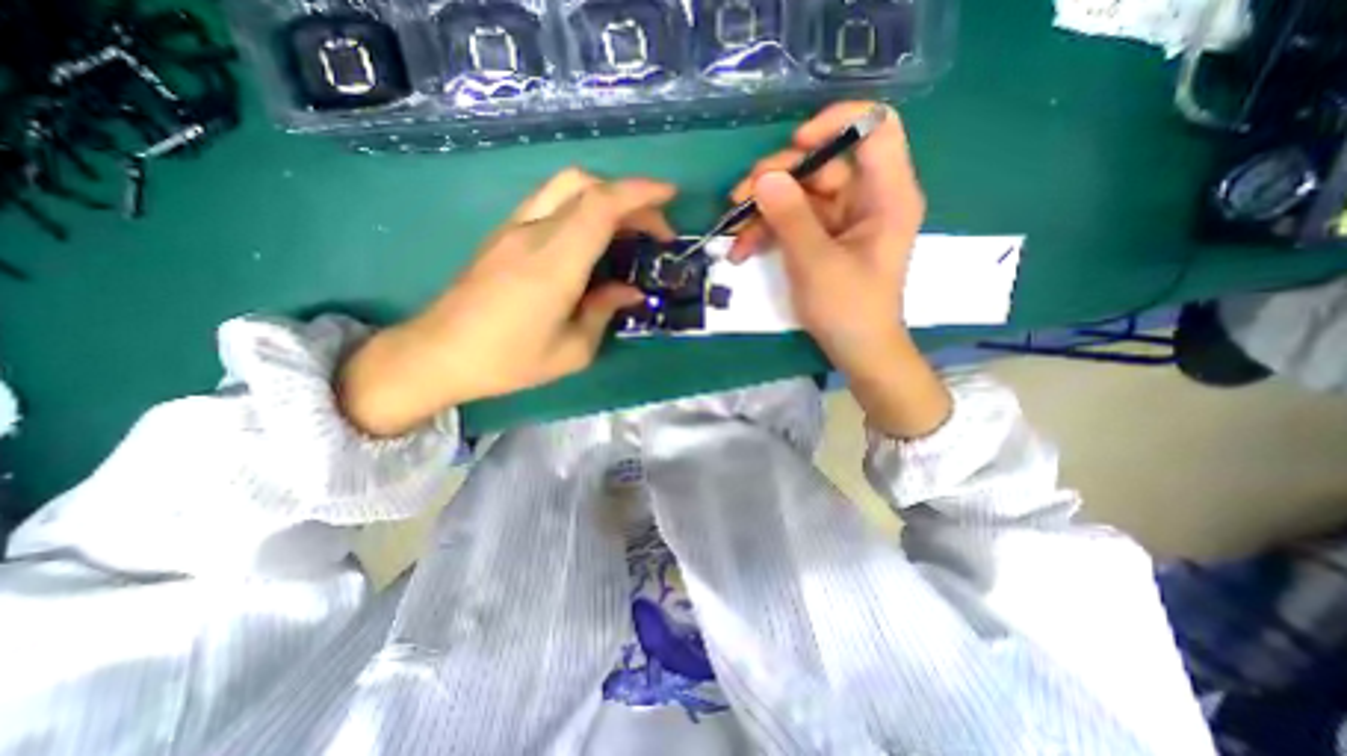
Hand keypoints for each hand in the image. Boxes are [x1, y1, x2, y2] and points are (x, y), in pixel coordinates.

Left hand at [336, 164, 671, 434]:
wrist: (438, 355)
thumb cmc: (508, 361)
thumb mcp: (572, 351)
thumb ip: (604, 312)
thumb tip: (630, 291)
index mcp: (554, 264)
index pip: (600, 205)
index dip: (640, 193)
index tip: (671, 196)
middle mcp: (533, 234)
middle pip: (585, 185)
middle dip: (630, 197)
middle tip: (654, 229)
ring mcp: (514, 229)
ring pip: (565, 187)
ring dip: (605, 197)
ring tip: (628, 230)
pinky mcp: (504, 235)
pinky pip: (550, 203)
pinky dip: (582, 207)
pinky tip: (592, 239)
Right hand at [733, 103, 950, 439]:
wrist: (857, 350)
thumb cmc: (849, 309)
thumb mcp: (816, 263)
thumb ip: (791, 218)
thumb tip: (764, 178)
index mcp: (886, 195)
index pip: (875, 128)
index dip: (836, 123)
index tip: (795, 145)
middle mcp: (867, 199)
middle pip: (823, 163)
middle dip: (777, 178)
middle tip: (739, 197)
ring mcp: (842, 219)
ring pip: (800, 194)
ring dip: (763, 210)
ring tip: (734, 233)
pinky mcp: (823, 237)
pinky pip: (793, 220)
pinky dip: (768, 231)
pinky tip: (743, 250)